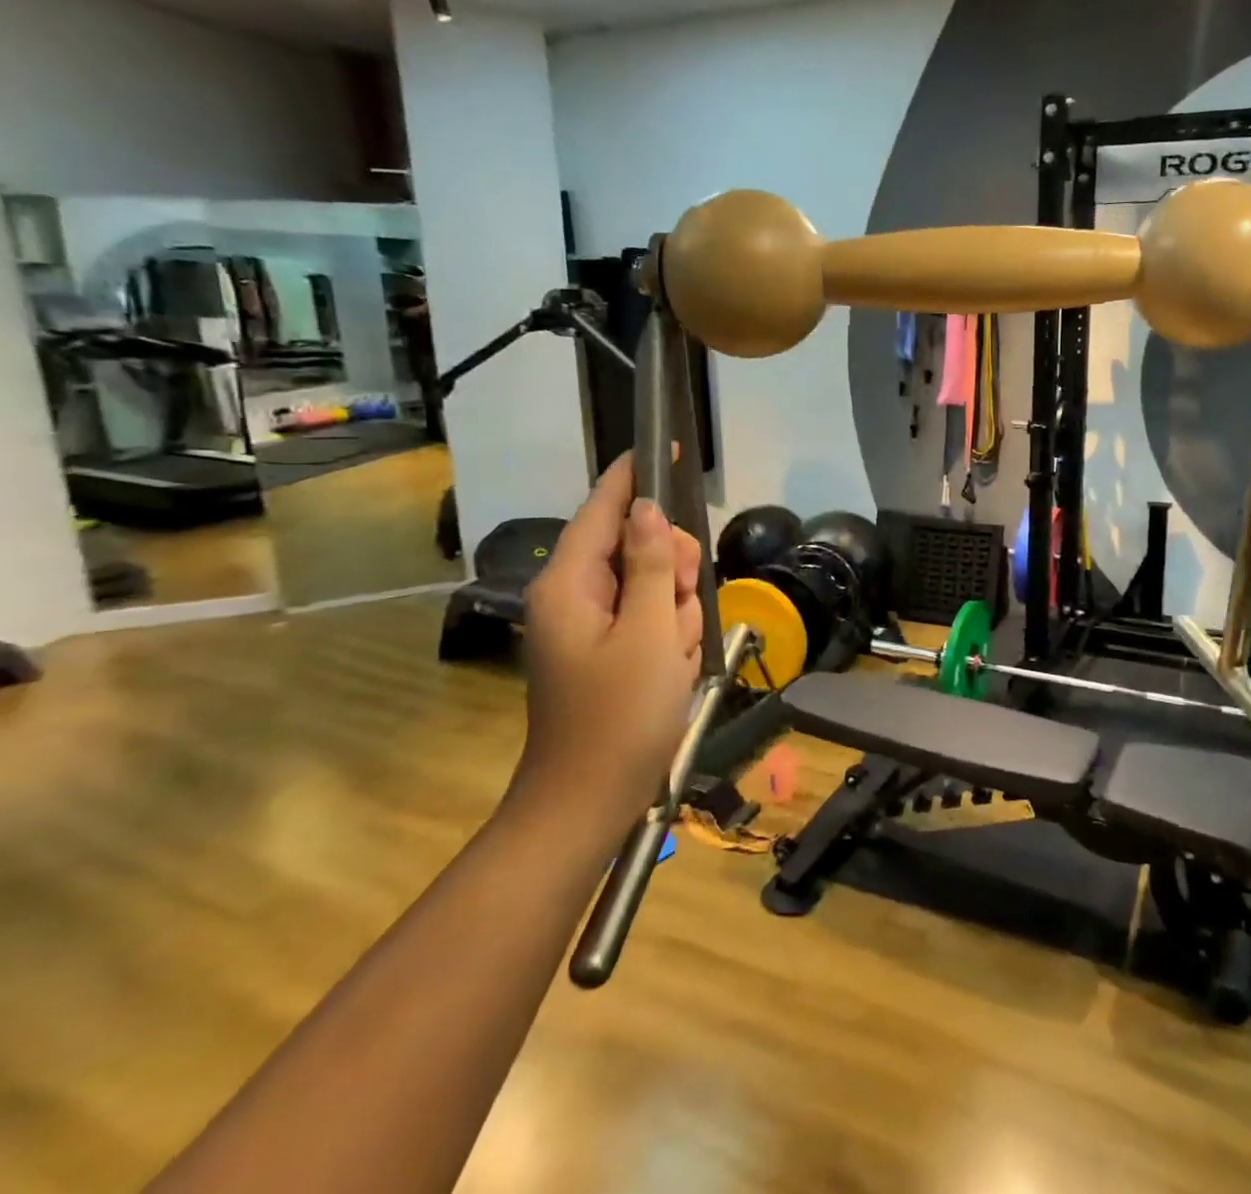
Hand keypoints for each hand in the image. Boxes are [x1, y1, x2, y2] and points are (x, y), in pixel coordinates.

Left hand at [510, 452, 704, 845]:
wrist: (590, 802)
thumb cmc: (620, 716)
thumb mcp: (648, 633)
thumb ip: (650, 565)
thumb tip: (647, 510)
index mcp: (570, 585)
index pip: (603, 510)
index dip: (633, 478)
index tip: (663, 447)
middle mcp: (573, 596)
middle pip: (636, 547)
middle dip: (669, 570)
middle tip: (680, 606)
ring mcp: (591, 625)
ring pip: (651, 585)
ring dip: (674, 612)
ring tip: (674, 655)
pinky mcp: (608, 649)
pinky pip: (650, 619)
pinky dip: (668, 637)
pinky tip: (671, 670)